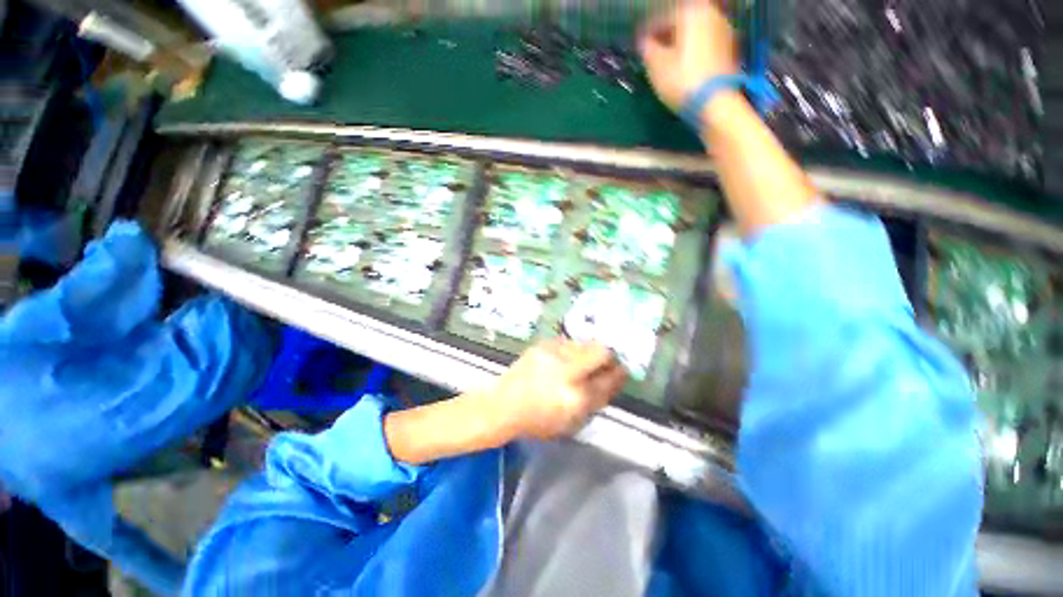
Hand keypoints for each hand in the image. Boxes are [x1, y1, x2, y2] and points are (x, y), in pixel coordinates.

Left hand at [488, 339, 627, 440]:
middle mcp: (567, 370)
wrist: (503, 404)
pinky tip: (563, 360)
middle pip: (601, 351)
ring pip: (585, 344)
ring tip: (581, 362)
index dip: (619, 374)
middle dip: (609, 357)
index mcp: (576, 397)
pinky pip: (568, 342)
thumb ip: (597, 400)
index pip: (608, 380)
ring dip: (589, 352)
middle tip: (607, 363)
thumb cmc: (538, 420)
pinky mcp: (543, 344)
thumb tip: (614, 379)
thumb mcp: (572, 421)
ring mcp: (553, 353)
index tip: (622, 371)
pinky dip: (572, 350)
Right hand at [639, 1, 739, 112]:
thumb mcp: (656, 65)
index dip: (647, 31)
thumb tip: (643, 42)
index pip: (662, 17)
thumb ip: (647, 48)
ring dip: (681, 43)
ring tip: (668, 59)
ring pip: (695, 32)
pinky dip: (694, 51)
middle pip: (682, 22)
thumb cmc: (682, 79)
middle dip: (667, 35)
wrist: (715, 101)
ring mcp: (725, 30)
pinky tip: (684, 65)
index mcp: (690, 11)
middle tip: (653, 49)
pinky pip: (706, 44)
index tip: (638, 43)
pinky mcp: (731, 49)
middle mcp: (711, 13)